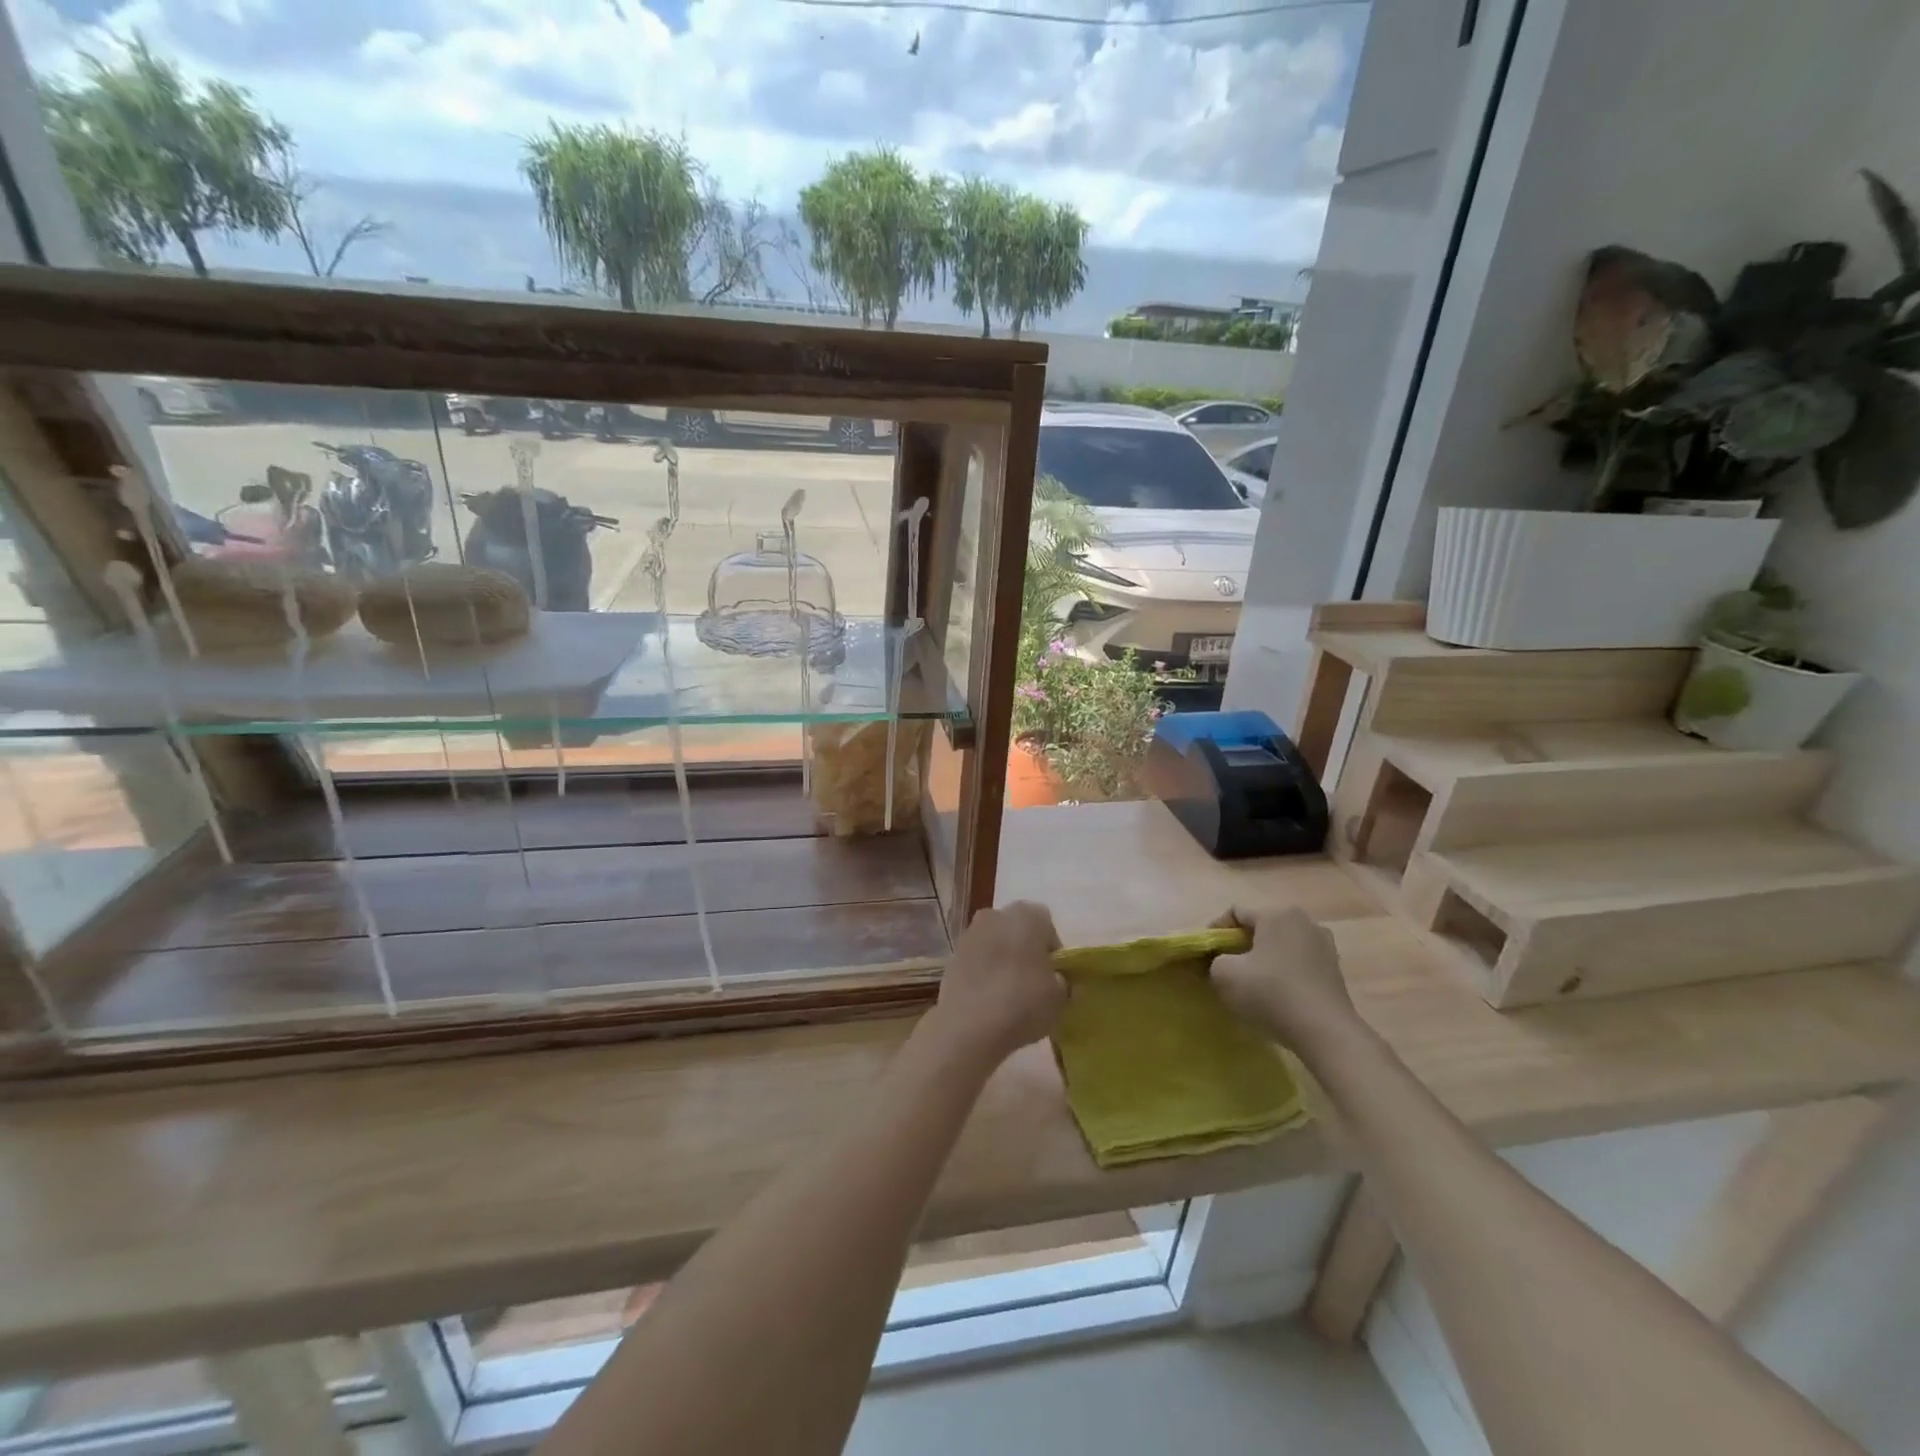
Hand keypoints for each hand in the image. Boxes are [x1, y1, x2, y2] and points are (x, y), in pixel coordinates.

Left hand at [926, 901, 1065, 1068]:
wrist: (968, 1026)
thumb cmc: (1022, 1003)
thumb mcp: (1059, 997)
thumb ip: (1062, 982)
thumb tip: (1056, 980)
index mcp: (1027, 915)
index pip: (1047, 924)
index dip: (1052, 950)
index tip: (1053, 975)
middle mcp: (996, 915)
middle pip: (1018, 930)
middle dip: (1026, 951)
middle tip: (1033, 983)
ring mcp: (970, 934)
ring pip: (995, 943)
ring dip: (1003, 960)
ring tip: (1009, 995)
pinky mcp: (952, 956)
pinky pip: (977, 960)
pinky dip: (983, 973)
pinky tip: (988, 1000)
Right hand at [1210, 906, 1357, 1047]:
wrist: (1325, 1032)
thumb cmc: (1271, 994)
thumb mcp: (1225, 975)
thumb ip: (1215, 960)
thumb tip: (1222, 962)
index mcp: (1276, 914)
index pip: (1236, 912)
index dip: (1216, 929)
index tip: (1208, 953)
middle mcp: (1303, 921)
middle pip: (1262, 926)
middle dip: (1242, 943)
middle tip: (1228, 965)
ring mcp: (1325, 944)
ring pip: (1283, 944)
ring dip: (1266, 957)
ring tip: (1254, 980)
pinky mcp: (1335, 968)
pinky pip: (1300, 961)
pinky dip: (1286, 970)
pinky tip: (1279, 992)